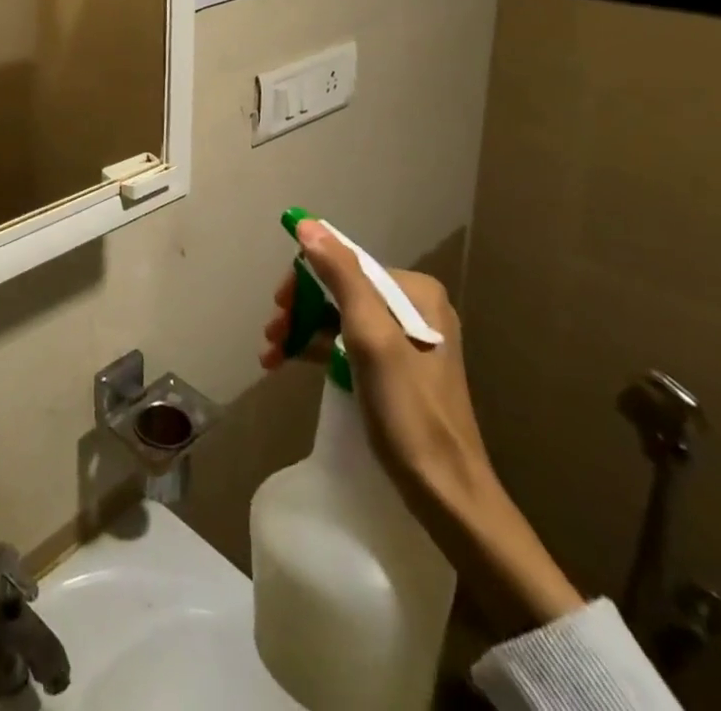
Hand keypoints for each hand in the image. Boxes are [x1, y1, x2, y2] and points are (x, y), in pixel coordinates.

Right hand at [261, 220, 583, 631]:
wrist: (449, 496)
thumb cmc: (409, 413)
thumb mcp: (370, 338)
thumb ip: (342, 275)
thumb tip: (307, 224)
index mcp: (415, 292)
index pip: (344, 264)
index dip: (304, 281)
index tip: (277, 308)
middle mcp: (415, 306)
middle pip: (340, 290)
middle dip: (301, 308)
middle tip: (271, 333)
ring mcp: (409, 340)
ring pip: (340, 317)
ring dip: (303, 329)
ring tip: (271, 352)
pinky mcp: (400, 369)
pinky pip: (349, 343)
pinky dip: (319, 348)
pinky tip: (291, 362)